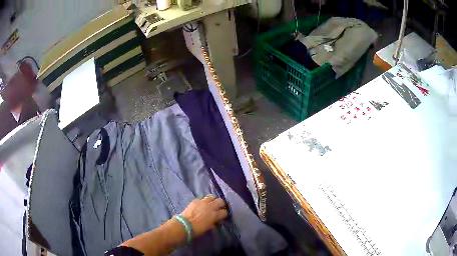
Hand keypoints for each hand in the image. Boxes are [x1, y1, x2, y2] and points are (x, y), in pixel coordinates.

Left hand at [180, 196, 227, 237]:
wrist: (184, 225)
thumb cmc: (198, 229)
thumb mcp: (209, 227)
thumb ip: (214, 222)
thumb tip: (216, 220)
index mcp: (215, 215)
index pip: (225, 212)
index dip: (224, 214)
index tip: (222, 215)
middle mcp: (211, 207)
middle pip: (221, 201)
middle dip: (221, 204)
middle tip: (218, 208)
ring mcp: (203, 202)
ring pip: (212, 196)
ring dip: (212, 200)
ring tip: (210, 204)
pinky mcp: (195, 200)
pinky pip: (202, 198)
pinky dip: (203, 201)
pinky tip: (201, 205)